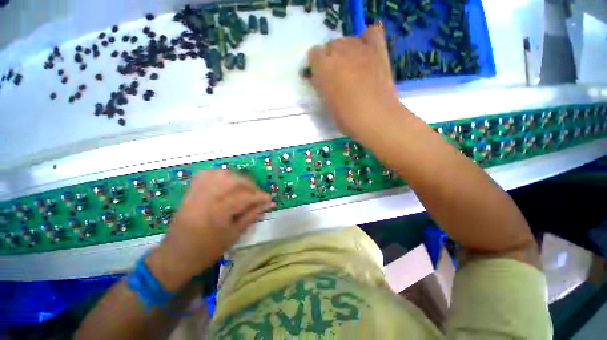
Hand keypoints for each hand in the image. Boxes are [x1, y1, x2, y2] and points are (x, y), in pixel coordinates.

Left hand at [147, 171, 273, 290]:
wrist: (175, 256)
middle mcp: (207, 198)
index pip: (245, 196)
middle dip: (250, 185)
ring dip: (237, 178)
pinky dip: (219, 174)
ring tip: (244, 188)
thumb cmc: (207, 251)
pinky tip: (226, 181)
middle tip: (257, 194)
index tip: (269, 198)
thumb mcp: (233, 235)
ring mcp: (197, 193)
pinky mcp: (191, 192)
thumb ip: (251, 216)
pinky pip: (206, 175)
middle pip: (234, 181)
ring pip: (221, 174)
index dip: (260, 196)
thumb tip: (268, 204)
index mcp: (218, 212)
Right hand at [308, 23, 402, 141]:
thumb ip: (323, 88)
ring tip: (351, 68)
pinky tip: (366, 52)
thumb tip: (323, 81)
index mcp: (324, 68)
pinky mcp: (378, 51)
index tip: (320, 77)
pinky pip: (371, 33)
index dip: (316, 66)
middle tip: (337, 76)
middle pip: (330, 45)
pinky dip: (366, 40)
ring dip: (346, 51)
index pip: (314, 54)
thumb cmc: (348, 119)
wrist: (377, 118)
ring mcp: (360, 48)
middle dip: (330, 58)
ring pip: (347, 40)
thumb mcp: (328, 105)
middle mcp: (340, 52)